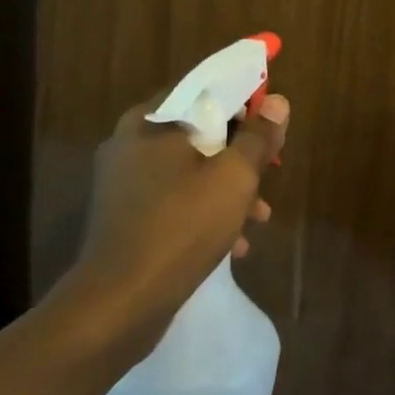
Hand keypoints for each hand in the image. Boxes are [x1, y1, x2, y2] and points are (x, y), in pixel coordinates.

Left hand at [69, 89, 289, 349]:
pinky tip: (234, 242)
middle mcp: (130, 142)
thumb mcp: (234, 178)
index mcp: (151, 121)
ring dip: (226, 185)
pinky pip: (173, 198)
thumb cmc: (181, 227)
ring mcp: (123, 182)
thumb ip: (258, 137)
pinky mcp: (124, 216)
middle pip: (199, 129)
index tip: (271, 119)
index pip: (204, 88)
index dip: (243, 98)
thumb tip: (277, 102)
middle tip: (270, 168)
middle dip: (239, 151)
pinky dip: (203, 209)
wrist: (117, 305)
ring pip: (189, 168)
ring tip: (259, 216)